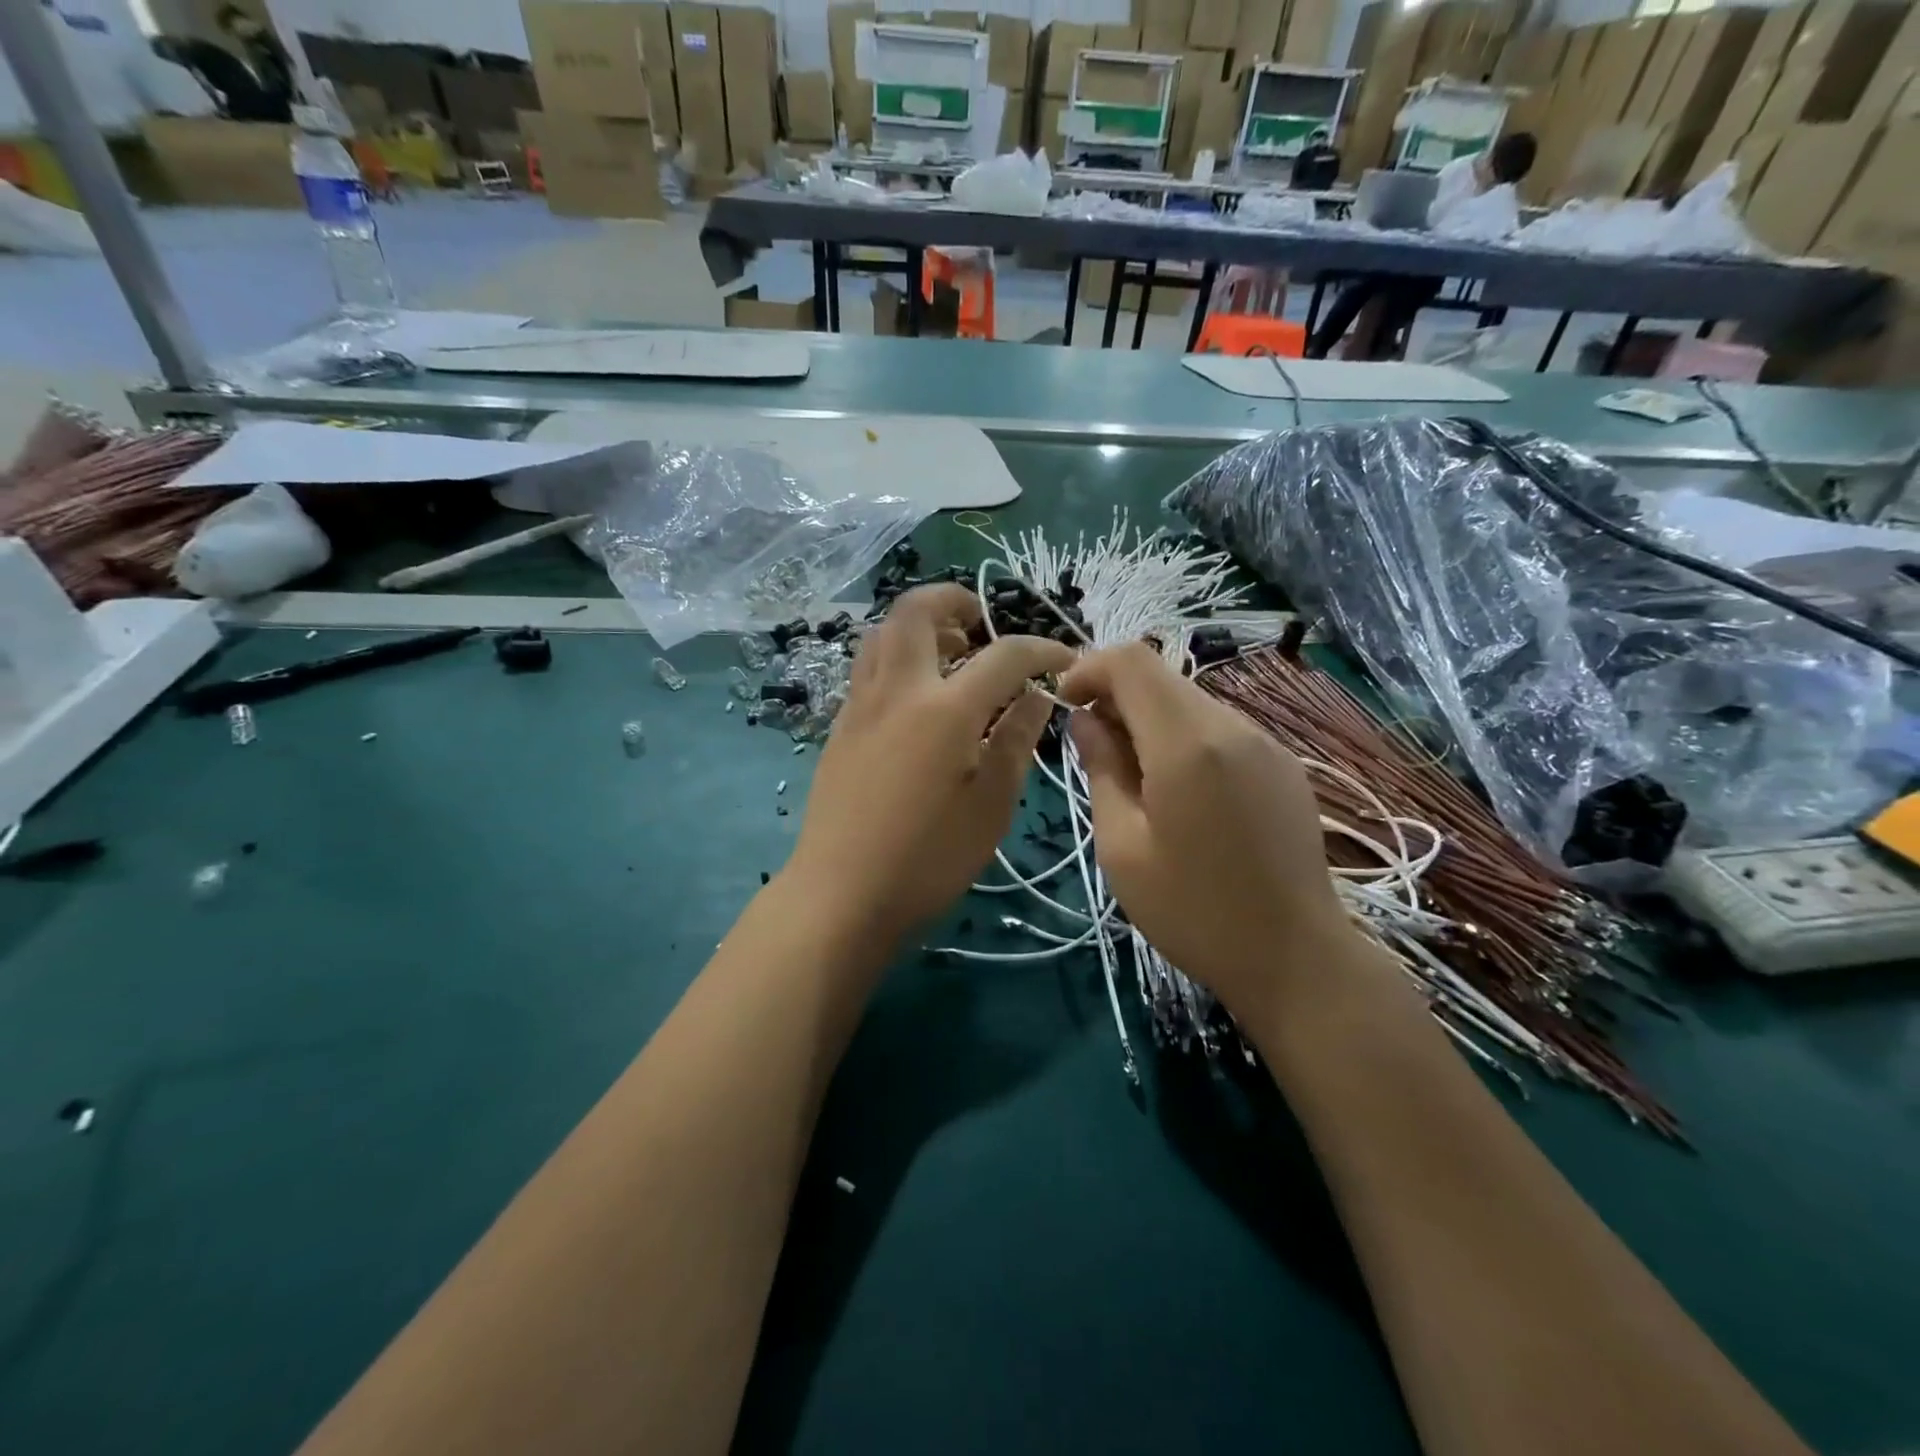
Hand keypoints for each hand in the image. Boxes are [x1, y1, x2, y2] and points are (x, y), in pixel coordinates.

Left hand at [787, 585, 1073, 943]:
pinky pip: (868, 664)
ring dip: (921, 624)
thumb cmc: (927, 860)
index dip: (1041, 649)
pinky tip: (917, 694)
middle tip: (985, 625)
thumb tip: (1035, 695)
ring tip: (950, 652)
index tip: (1064, 660)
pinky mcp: (840, 724)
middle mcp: (898, 690)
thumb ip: (1015, 741)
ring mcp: (860, 703)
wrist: (840, 894)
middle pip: (918, 609)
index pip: (1003, 654)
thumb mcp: (990, 807)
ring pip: (883, 631)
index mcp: (945, 710)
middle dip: (957, 600)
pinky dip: (897, 654)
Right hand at [1060, 643, 1352, 1020]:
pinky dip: (1182, 736)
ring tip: (1131, 775)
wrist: (1295, 958)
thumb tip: (1085, 720)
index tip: (1064, 705)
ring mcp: (1265, 742)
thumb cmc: (1194, 911)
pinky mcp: (1282, 763)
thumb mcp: (1123, 847)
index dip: (1088, 668)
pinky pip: (1219, 728)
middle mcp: (1232, 726)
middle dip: (1115, 695)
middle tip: (1090, 747)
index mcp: (1187, 744)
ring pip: (1189, 701)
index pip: (1131, 662)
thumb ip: (1101, 769)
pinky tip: (1177, 789)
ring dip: (1148, 718)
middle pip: (1161, 677)